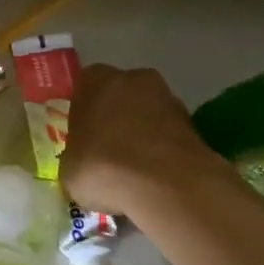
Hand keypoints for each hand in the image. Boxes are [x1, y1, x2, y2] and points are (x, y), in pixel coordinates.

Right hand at [60, 64, 226, 218]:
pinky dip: (164, 151)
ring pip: (148, 114)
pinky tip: (157, 178)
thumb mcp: (69, 168)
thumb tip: (83, 163)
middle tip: (110, 152)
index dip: (84, 113)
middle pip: (120, 96)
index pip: (85, 87)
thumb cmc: (102, 167)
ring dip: (144, 134)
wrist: (164, 185)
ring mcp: (168, 97)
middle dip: (117, 119)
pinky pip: (169, 135)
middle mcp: (131, 79)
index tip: (84, 138)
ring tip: (136, 171)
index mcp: (94, 80)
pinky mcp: (194, 124)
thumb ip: (76, 156)